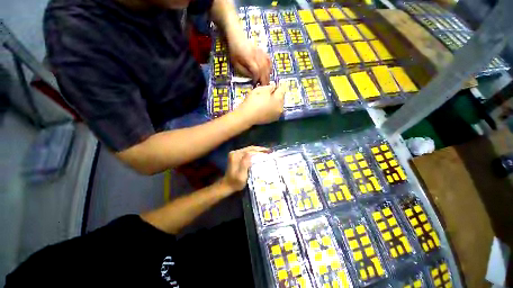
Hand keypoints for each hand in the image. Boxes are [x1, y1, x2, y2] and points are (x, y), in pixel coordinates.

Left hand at [220, 146, 269, 192]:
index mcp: (236, 156)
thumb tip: (250, 153)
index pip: (250, 151)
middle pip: (250, 148)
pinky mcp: (237, 155)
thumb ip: (244, 164)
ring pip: (249, 149)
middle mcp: (235, 152)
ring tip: (266, 152)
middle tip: (269, 151)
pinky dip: (254, 152)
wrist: (227, 185)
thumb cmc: (236, 182)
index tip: (268, 153)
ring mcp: (235, 153)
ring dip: (258, 150)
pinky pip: (247, 152)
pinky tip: (260, 154)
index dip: (259, 151)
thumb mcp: (241, 176)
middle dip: (260, 149)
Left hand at [229, 36, 271, 84]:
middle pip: (263, 69)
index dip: (257, 78)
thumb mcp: (235, 63)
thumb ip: (243, 71)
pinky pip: (269, 60)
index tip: (255, 84)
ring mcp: (260, 53)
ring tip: (267, 82)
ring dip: (268, 75)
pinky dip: (270, 67)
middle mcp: (256, 56)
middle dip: (264, 79)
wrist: (236, 35)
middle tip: (263, 87)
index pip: (256, 70)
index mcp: (249, 58)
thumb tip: (252, 78)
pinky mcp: (262, 51)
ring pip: (267, 66)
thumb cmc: (234, 50)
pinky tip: (269, 72)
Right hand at [237, 84, 285, 125]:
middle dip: (276, 95)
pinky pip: (274, 111)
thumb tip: (273, 86)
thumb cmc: (253, 102)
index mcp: (279, 100)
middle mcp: (280, 109)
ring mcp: (276, 116)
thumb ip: (269, 87)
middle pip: (281, 98)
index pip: (281, 90)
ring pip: (278, 106)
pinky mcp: (271, 120)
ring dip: (274, 102)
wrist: (246, 117)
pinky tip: (264, 108)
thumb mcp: (260, 90)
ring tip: (265, 101)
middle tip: (267, 93)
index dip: (276, 86)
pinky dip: (271, 108)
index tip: (271, 85)